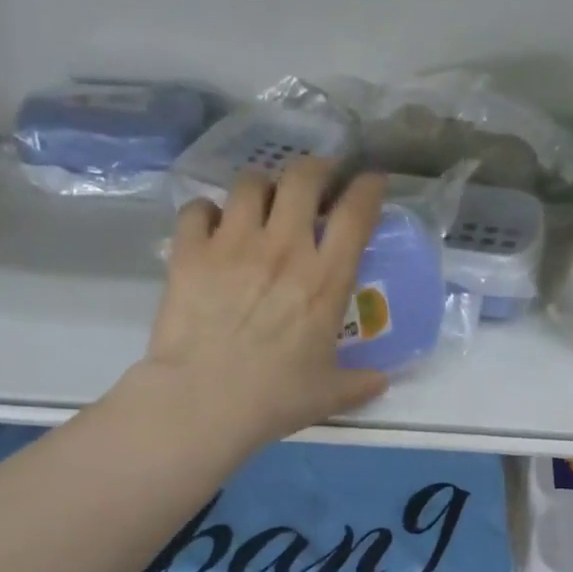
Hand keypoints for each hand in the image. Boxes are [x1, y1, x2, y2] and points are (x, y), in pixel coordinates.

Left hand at [133, 158, 388, 445]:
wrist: (203, 402)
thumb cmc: (275, 398)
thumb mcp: (329, 394)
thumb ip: (360, 383)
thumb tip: (381, 382)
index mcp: (325, 280)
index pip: (356, 214)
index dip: (368, 187)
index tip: (372, 179)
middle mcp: (283, 249)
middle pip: (303, 178)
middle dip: (316, 169)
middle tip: (319, 181)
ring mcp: (233, 245)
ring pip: (250, 183)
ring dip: (263, 186)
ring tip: (264, 201)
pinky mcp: (190, 252)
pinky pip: (198, 209)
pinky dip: (207, 212)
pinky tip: (212, 227)